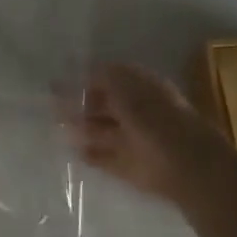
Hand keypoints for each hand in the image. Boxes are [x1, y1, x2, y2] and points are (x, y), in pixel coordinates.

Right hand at [71, 62, 228, 202]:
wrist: (186, 167)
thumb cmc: (154, 117)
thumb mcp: (126, 87)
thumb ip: (103, 76)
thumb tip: (84, 69)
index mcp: (141, 87)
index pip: (109, 78)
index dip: (85, 79)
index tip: (60, 81)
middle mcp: (138, 112)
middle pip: (104, 105)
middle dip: (79, 105)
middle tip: (51, 105)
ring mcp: (134, 140)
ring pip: (103, 131)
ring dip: (81, 128)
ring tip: (56, 126)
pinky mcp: (130, 168)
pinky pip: (106, 158)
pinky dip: (91, 155)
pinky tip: (73, 151)